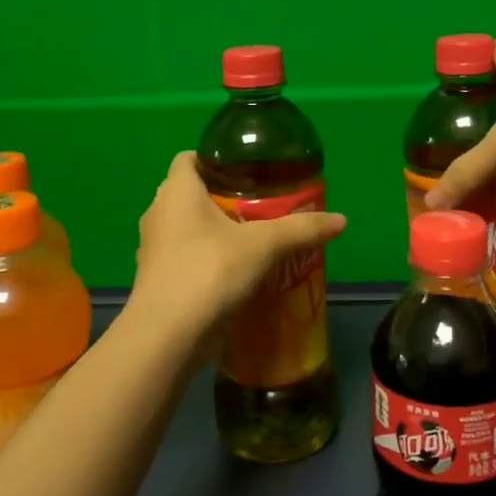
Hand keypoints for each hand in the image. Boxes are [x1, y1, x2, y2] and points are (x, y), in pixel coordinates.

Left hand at [129, 151, 347, 341]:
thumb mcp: (263, 245)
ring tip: (253, 240)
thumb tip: (342, 220)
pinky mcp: (157, 280)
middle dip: (223, 198)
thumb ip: (301, 229)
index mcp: (177, 191)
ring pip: (188, 228)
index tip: (248, 170)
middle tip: (261, 206)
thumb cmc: (209, 272)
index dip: (216, 158)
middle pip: (191, 193)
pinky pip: (185, 258)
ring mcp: (153, 249)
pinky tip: (236, 274)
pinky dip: (207, 261)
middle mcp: (158, 213)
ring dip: (215, 232)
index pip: (189, 157)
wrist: (167, 337)